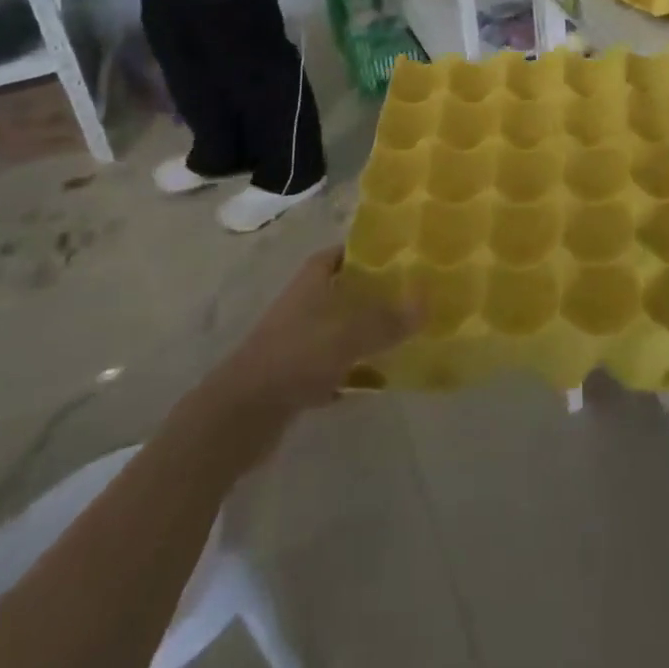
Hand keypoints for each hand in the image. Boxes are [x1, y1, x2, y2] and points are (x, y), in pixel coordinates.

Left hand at [215, 249, 418, 417]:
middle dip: (377, 297)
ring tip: (406, 339)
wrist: (241, 415)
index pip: (344, 253)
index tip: (404, 258)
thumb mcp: (348, 333)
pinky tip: (379, 383)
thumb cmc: (296, 355)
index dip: (370, 252)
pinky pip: (334, 368)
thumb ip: (388, 319)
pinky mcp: (295, 377)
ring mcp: (298, 341)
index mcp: (313, 280)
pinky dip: (353, 373)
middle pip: (346, 292)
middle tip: (415, 300)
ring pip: (341, 331)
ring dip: (368, 337)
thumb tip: (427, 301)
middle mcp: (305, 303)